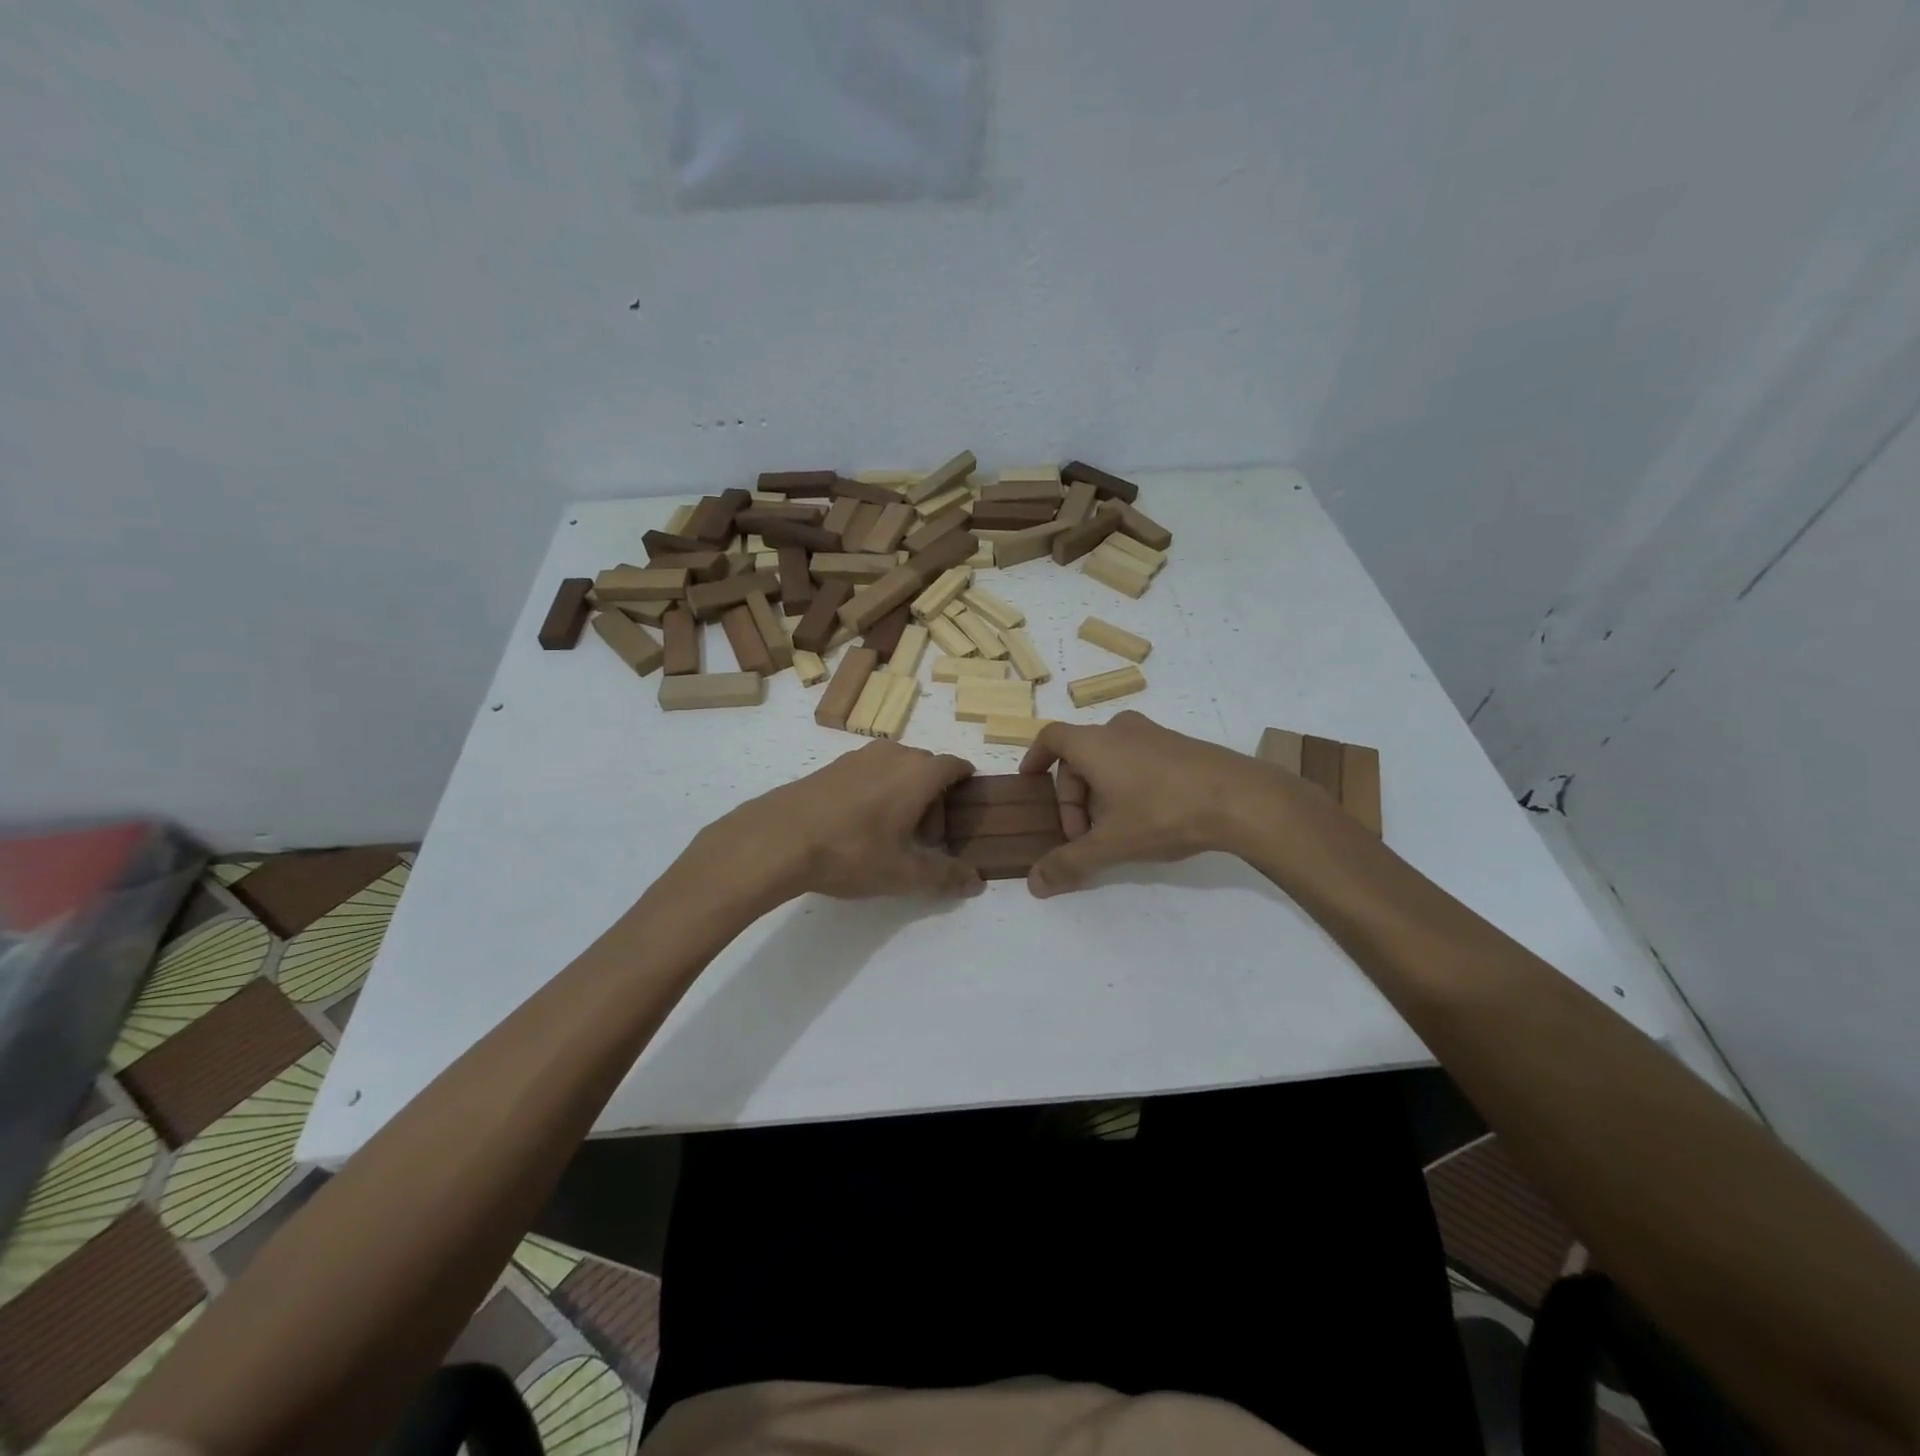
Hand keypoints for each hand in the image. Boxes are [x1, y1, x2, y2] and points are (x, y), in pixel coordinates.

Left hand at [688, 740, 982, 906]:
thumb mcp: (903, 873)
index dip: (966, 784)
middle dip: (935, 798)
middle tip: (928, 838)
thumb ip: (945, 876)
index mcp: (918, 772)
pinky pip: (870, 772)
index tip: (966, 808)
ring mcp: (859, 757)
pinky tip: (861, 824)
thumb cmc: (851, 852)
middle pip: (927, 768)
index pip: (956, 765)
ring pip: (897, 768)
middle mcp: (893, 754)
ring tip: (893, 833)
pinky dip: (878, 790)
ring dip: (905, 793)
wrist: (778, 838)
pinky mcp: (832, 766)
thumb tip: (978, 881)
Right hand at [1018, 710, 1321, 896]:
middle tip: (1082, 834)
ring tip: (1113, 830)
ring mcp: (1154, 734)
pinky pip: (1137, 759)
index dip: (1035, 758)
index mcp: (1095, 743)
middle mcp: (1120, 729)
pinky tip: (1146, 817)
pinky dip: (1126, 784)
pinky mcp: (1180, 746)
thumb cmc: (1163, 812)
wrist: (1242, 798)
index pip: (1051, 738)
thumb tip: (1034, 885)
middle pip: (1079, 756)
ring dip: (1100, 792)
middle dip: (1072, 796)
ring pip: (1110, 759)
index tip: (1029, 782)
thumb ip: (1070, 863)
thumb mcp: (1112, 844)